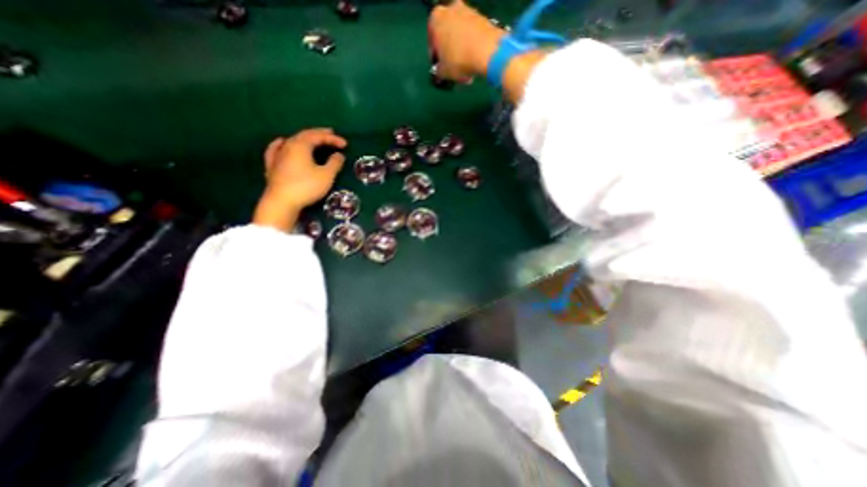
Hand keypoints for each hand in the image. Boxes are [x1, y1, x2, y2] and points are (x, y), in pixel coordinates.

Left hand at [252, 127, 347, 230]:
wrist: (282, 202)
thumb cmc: (306, 186)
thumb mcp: (326, 175)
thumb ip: (334, 163)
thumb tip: (339, 155)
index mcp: (300, 145)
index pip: (318, 137)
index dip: (332, 139)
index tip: (345, 144)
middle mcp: (288, 146)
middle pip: (304, 135)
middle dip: (319, 134)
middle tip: (331, 134)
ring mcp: (278, 155)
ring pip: (292, 141)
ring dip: (305, 139)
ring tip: (313, 140)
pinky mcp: (272, 165)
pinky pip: (276, 149)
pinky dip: (282, 143)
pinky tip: (282, 142)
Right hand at [428, 1, 504, 81]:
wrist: (487, 51)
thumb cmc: (458, 60)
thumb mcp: (443, 72)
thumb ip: (438, 71)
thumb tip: (440, 73)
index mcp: (436, 18)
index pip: (432, 42)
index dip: (436, 58)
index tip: (440, 69)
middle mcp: (451, 9)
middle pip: (448, 35)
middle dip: (450, 52)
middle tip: (453, 69)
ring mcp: (469, 11)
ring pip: (461, 36)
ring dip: (462, 51)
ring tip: (466, 70)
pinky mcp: (483, 18)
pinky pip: (473, 36)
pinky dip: (472, 48)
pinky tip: (475, 63)